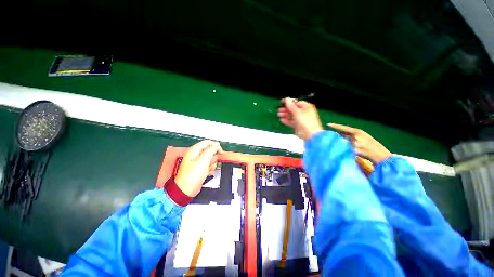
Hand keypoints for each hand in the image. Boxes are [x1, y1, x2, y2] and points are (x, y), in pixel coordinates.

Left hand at [175, 140, 223, 196]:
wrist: (186, 189)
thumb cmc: (192, 175)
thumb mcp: (203, 160)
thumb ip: (211, 150)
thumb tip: (217, 144)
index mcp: (195, 150)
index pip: (208, 143)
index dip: (216, 146)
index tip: (220, 153)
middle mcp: (197, 155)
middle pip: (211, 151)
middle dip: (213, 157)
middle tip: (209, 163)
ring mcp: (199, 162)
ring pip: (211, 159)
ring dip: (212, 164)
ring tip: (207, 169)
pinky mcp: (201, 168)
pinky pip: (210, 165)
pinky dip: (210, 169)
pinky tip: (207, 173)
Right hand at [278, 97, 323, 140]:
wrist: (310, 134)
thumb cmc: (305, 121)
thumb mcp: (297, 111)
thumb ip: (291, 105)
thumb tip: (286, 98)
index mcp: (306, 107)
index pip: (296, 103)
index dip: (289, 102)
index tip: (282, 103)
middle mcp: (304, 112)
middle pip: (293, 109)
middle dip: (286, 109)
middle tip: (279, 110)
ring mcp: (301, 119)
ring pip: (291, 115)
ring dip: (285, 115)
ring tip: (279, 114)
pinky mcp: (298, 125)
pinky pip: (291, 122)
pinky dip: (287, 121)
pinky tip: (282, 120)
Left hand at [328, 123, 391, 163]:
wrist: (381, 155)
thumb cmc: (371, 145)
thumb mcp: (363, 136)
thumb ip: (351, 135)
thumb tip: (338, 134)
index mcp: (358, 131)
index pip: (344, 128)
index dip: (335, 126)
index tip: (328, 124)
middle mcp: (355, 136)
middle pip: (341, 137)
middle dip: (341, 140)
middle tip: (350, 144)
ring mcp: (355, 143)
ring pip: (343, 144)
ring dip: (344, 146)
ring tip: (355, 149)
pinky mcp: (355, 150)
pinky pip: (346, 150)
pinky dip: (346, 151)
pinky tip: (353, 152)